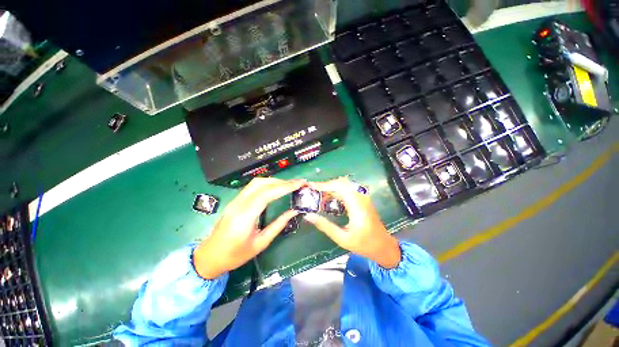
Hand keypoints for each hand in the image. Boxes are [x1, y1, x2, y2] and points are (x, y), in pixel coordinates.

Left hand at [193, 178, 304, 278]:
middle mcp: (239, 204)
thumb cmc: (235, 255)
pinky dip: (267, 184)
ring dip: (274, 181)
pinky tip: (276, 188)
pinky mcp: (235, 201)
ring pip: (256, 183)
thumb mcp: (260, 243)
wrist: (209, 257)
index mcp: (245, 216)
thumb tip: (294, 211)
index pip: (267, 194)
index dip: (285, 186)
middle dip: (282, 181)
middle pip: (262, 184)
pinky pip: (253, 187)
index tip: (300, 183)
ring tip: (289, 185)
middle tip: (298, 183)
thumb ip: (278, 225)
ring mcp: (235, 201)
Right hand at [304, 177, 400, 268]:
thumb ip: (325, 226)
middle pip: (342, 183)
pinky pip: (348, 189)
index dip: (325, 185)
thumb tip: (308, 216)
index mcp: (357, 206)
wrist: (383, 246)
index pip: (340, 187)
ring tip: (319, 195)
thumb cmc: (364, 244)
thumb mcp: (342, 238)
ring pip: (345, 185)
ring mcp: (363, 197)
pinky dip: (337, 191)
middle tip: (313, 191)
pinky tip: (330, 199)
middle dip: (326, 185)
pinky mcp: (363, 199)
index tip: (311, 186)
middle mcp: (361, 198)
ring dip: (331, 187)